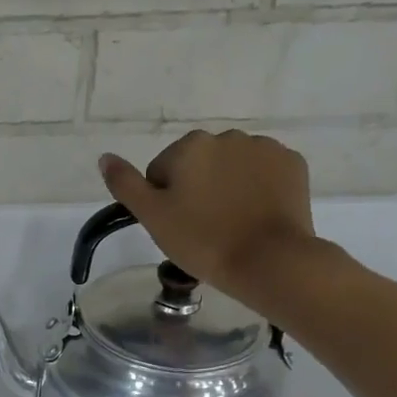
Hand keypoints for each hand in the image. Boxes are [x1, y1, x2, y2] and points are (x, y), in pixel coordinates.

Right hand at [98, 129, 318, 305]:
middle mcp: (227, 136)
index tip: (175, 227)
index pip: (161, 172)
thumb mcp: (152, 217)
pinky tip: (254, 217)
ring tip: (230, 225)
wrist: (268, 259)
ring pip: (231, 168)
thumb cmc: (202, 240)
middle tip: (200, 229)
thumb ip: (126, 184)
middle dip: (196, 190)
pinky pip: (263, 173)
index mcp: (190, 146)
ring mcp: (264, 148)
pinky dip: (256, 190)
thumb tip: (105, 157)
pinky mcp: (292, 164)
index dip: (163, 202)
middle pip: (198, 165)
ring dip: (226, 188)